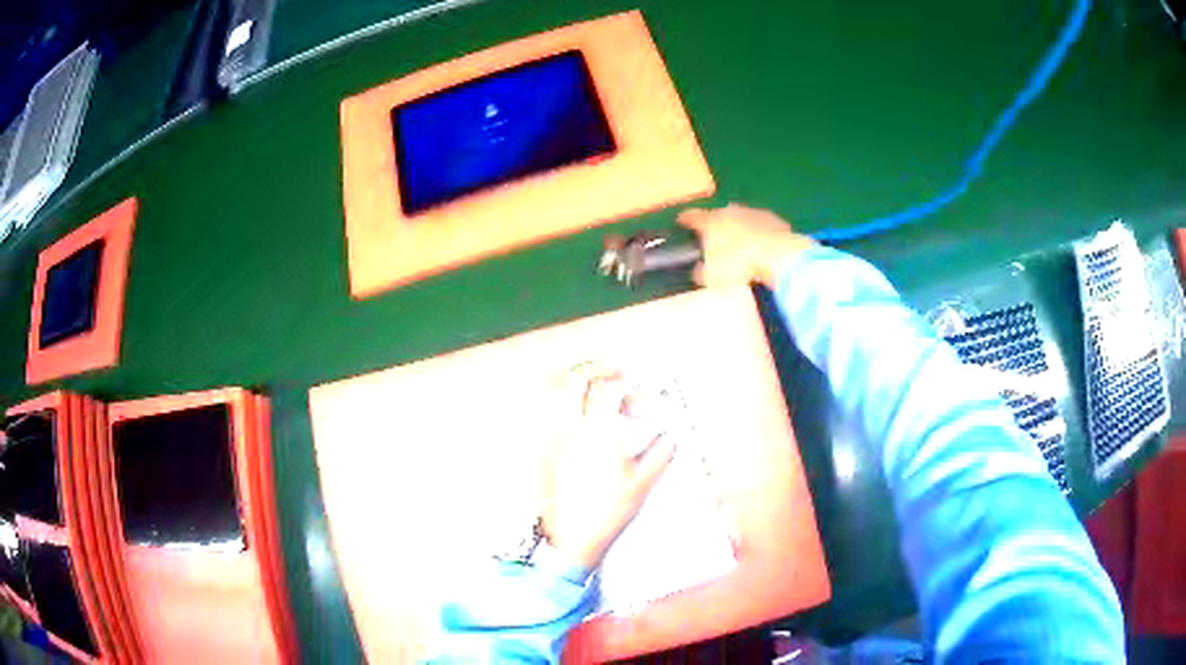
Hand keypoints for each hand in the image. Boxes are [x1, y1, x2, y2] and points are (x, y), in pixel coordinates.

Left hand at [542, 364, 675, 571]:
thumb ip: (661, 452)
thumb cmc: (608, 512)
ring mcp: (552, 438)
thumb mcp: (643, 483)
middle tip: (612, 370)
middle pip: (574, 379)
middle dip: (594, 367)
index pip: (607, 389)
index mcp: (598, 434)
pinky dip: (564, 401)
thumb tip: (670, 434)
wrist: (572, 537)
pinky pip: (549, 412)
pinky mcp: (544, 450)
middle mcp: (570, 429)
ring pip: (554, 391)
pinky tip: (580, 414)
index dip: (623, 380)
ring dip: (575, 380)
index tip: (633, 382)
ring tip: (592, 386)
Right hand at [677, 204, 814, 287]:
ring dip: (739, 226)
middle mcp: (729, 211)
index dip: (684, 219)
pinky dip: (759, 232)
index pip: (692, 217)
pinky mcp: (774, 219)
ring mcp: (753, 213)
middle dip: (715, 223)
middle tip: (715, 236)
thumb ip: (701, 272)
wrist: (777, 255)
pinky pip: (761, 225)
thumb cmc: (738, 264)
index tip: (680, 221)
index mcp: (710, 222)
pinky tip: (763, 245)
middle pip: (718, 214)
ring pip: (741, 217)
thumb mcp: (712, 276)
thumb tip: (698, 271)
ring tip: (740, 242)